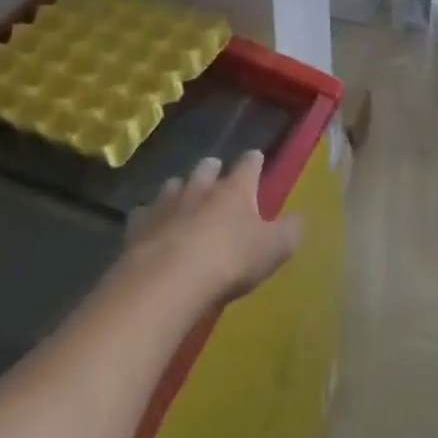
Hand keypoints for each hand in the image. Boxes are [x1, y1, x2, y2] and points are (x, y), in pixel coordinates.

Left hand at [127, 152, 301, 302]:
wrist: (169, 280)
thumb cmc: (230, 260)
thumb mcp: (275, 249)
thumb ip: (290, 231)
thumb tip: (298, 218)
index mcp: (236, 189)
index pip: (249, 165)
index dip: (254, 161)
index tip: (256, 157)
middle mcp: (200, 187)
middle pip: (206, 168)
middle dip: (212, 168)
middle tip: (215, 170)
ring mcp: (166, 204)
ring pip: (173, 186)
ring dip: (180, 189)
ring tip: (182, 195)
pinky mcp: (139, 226)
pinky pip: (144, 213)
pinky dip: (150, 216)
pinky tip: (151, 225)